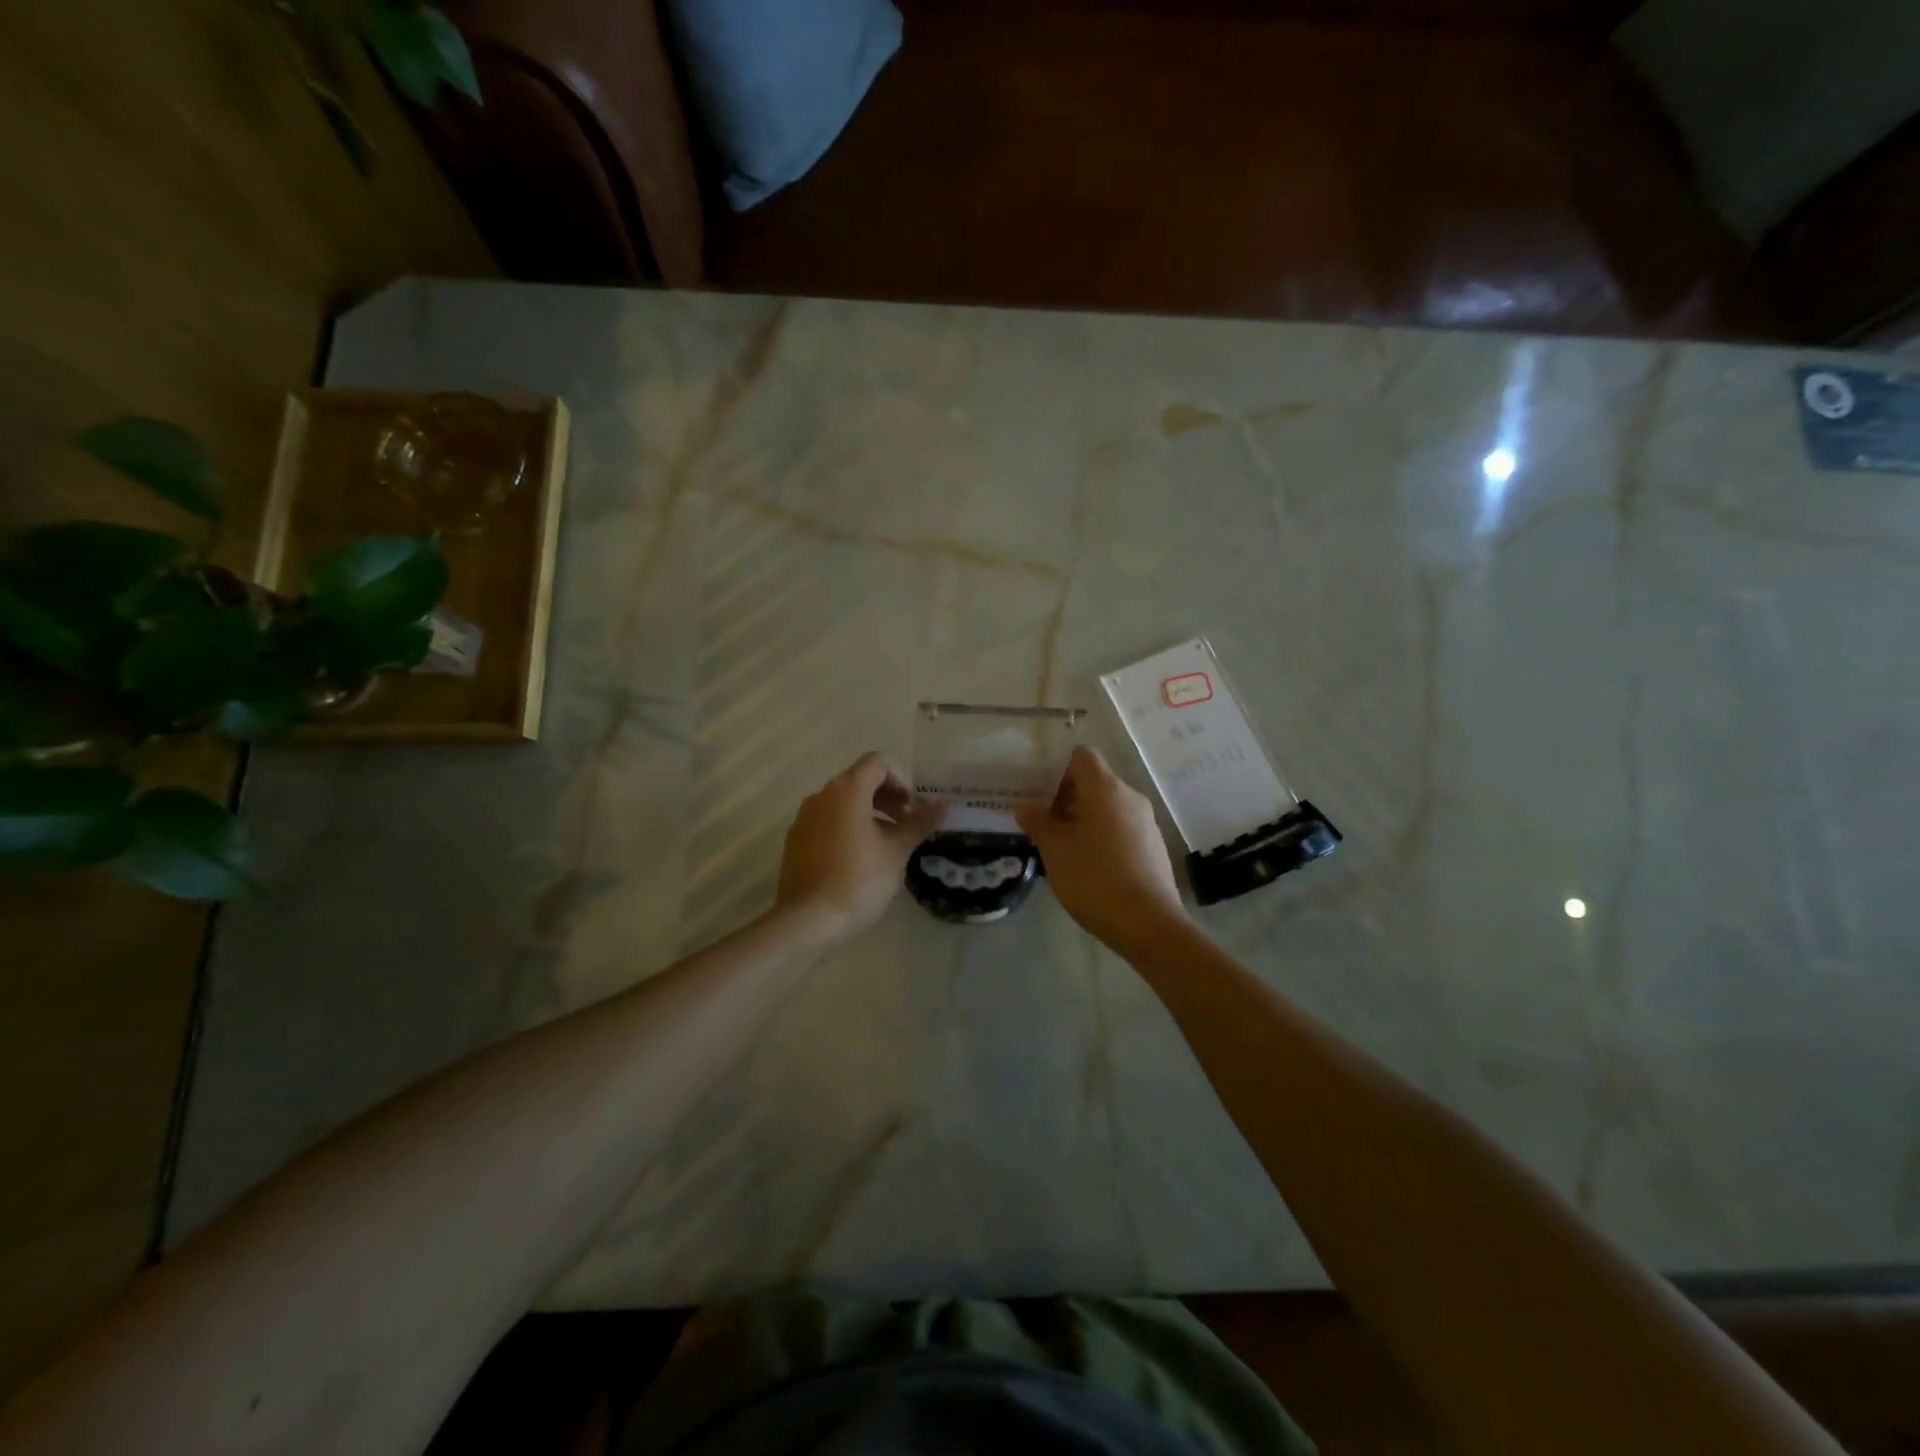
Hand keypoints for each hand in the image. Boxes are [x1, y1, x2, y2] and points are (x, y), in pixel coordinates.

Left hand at [776, 753, 944, 940]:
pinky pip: (826, 823)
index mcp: (847, 790)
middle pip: (858, 781)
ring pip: (841, 804)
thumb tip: (941, 805)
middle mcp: (821, 796)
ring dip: (867, 815)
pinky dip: (846, 829)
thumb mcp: (897, 851)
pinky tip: (857, 861)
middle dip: (886, 798)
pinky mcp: (795, 841)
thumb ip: (919, 823)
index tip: (911, 810)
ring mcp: (803, 818)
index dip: (900, 781)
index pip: (877, 763)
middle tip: (905, 827)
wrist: (808, 920)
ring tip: (884, 846)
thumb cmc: (859, 880)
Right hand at [1017, 746, 1185, 949]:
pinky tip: (1091, 868)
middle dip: (1068, 799)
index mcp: (1105, 789)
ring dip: (1085, 820)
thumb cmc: (1094, 878)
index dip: (1060, 770)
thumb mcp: (1055, 850)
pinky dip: (1104, 837)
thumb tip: (1026, 808)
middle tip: (1046, 827)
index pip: (1083, 756)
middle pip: (1096, 782)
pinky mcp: (1154, 846)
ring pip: (1109, 807)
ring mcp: (1146, 822)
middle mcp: (1130, 797)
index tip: (1043, 797)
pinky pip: (1123, 828)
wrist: (1148, 924)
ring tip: (1065, 850)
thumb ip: (1038, 823)